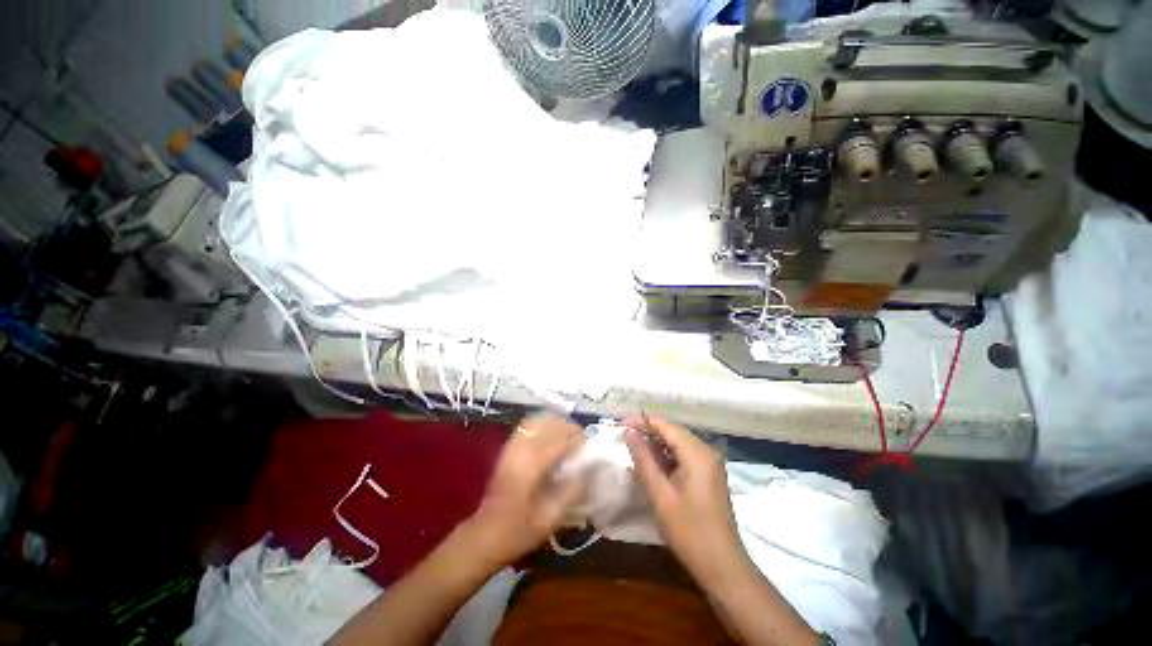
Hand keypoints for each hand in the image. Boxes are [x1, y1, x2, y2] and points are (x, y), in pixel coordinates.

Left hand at [467, 414, 585, 569]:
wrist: (485, 535)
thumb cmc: (519, 531)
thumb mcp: (550, 519)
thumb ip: (571, 492)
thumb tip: (588, 471)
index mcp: (532, 467)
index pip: (559, 439)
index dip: (577, 438)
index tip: (588, 446)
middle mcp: (522, 451)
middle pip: (549, 425)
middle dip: (568, 427)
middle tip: (580, 439)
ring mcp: (512, 447)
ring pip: (537, 421)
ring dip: (555, 423)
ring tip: (567, 433)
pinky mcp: (507, 449)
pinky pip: (526, 426)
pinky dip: (541, 424)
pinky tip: (550, 432)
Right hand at [624, 416, 748, 587]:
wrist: (722, 566)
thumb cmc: (689, 530)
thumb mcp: (660, 494)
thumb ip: (643, 459)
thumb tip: (629, 433)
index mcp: (697, 453)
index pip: (666, 426)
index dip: (642, 422)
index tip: (620, 425)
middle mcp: (706, 452)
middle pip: (673, 432)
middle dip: (648, 432)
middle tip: (625, 437)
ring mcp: (710, 464)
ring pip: (678, 444)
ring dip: (657, 445)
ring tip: (634, 450)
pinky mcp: (709, 476)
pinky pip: (684, 456)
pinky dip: (667, 457)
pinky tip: (653, 466)